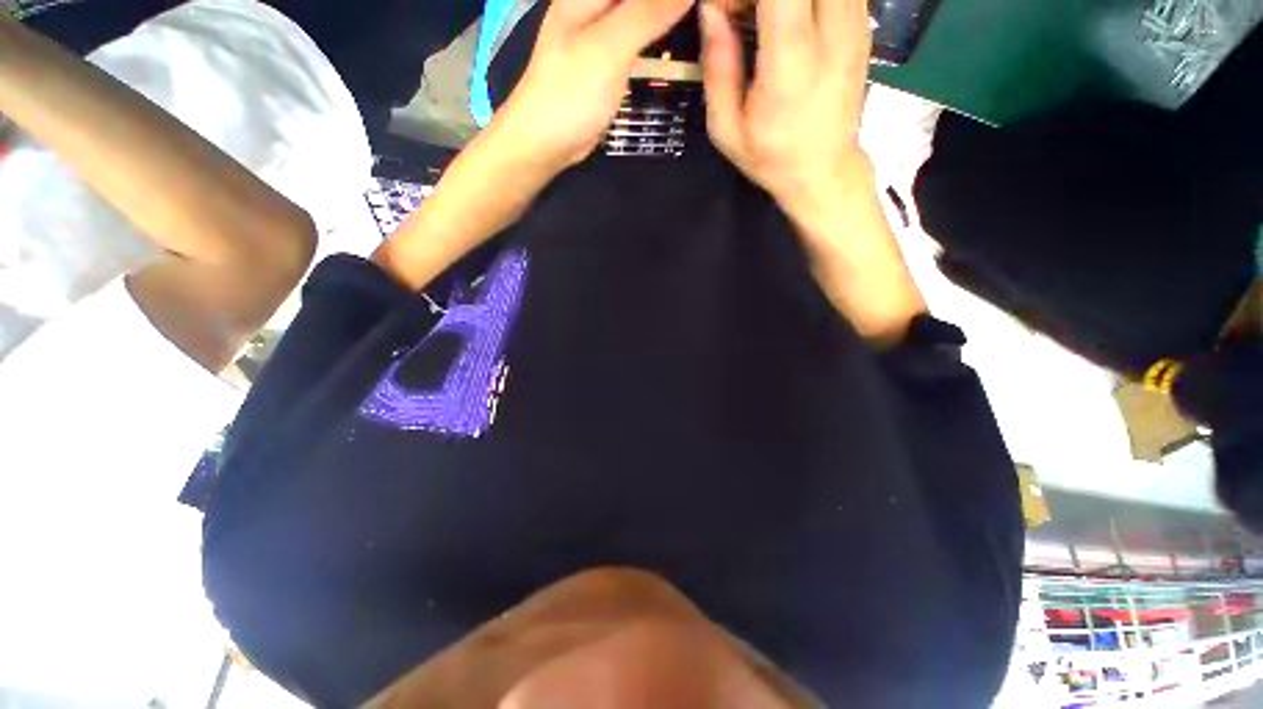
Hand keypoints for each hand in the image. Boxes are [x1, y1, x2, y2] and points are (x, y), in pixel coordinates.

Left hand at [496, 0, 693, 170]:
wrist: (546, 141)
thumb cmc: (571, 92)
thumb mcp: (610, 47)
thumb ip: (648, 11)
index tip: (705, 4)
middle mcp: (595, 4)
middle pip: (641, 0)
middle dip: (671, 7)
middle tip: (708, 13)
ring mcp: (601, 34)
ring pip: (642, 13)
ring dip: (668, 19)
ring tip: (701, 25)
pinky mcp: (607, 63)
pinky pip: (639, 40)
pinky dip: (659, 41)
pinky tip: (677, 49)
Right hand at [699, 0, 871, 212]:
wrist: (824, 171)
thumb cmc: (771, 157)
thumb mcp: (727, 129)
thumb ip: (718, 68)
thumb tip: (711, 10)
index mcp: (791, 61)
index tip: (726, 9)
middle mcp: (831, 32)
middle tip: (746, 12)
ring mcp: (855, 25)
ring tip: (767, 18)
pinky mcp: (863, 26)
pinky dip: (808, 0)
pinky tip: (792, 19)